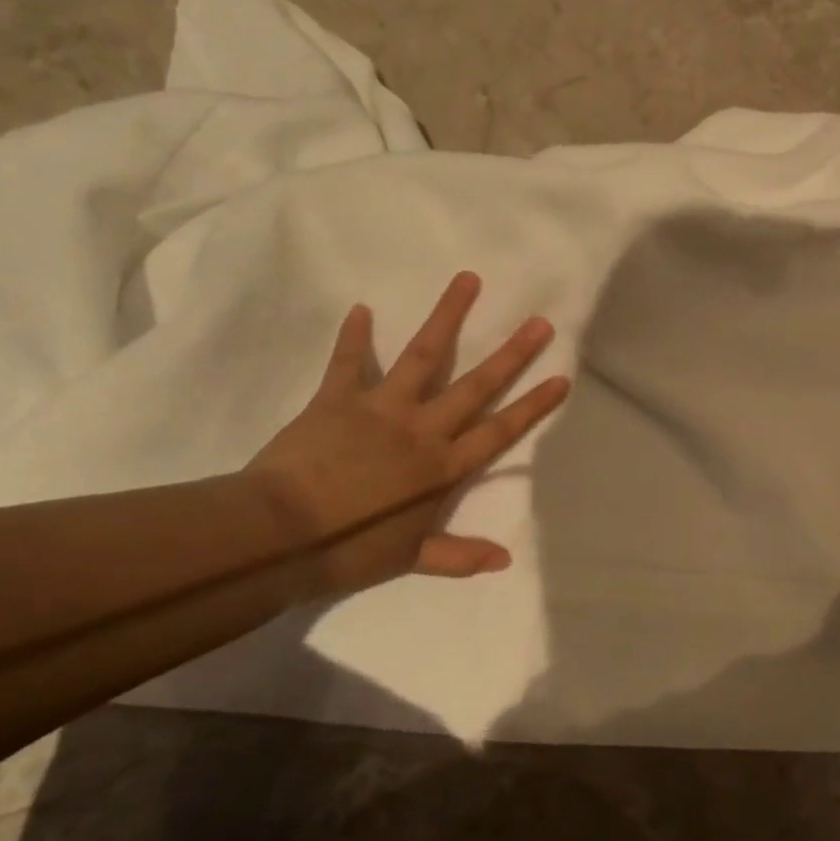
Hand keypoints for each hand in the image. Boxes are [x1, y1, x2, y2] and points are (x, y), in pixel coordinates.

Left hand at [246, 272, 568, 591]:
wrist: (278, 535)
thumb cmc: (349, 550)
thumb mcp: (410, 559)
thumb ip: (459, 556)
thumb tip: (505, 560)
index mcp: (442, 467)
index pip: (499, 430)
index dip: (532, 405)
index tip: (560, 377)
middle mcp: (422, 428)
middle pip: (475, 386)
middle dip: (511, 354)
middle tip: (538, 322)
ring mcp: (381, 408)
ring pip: (422, 356)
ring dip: (447, 317)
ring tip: (467, 280)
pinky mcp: (337, 399)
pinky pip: (348, 363)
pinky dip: (354, 336)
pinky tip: (361, 308)